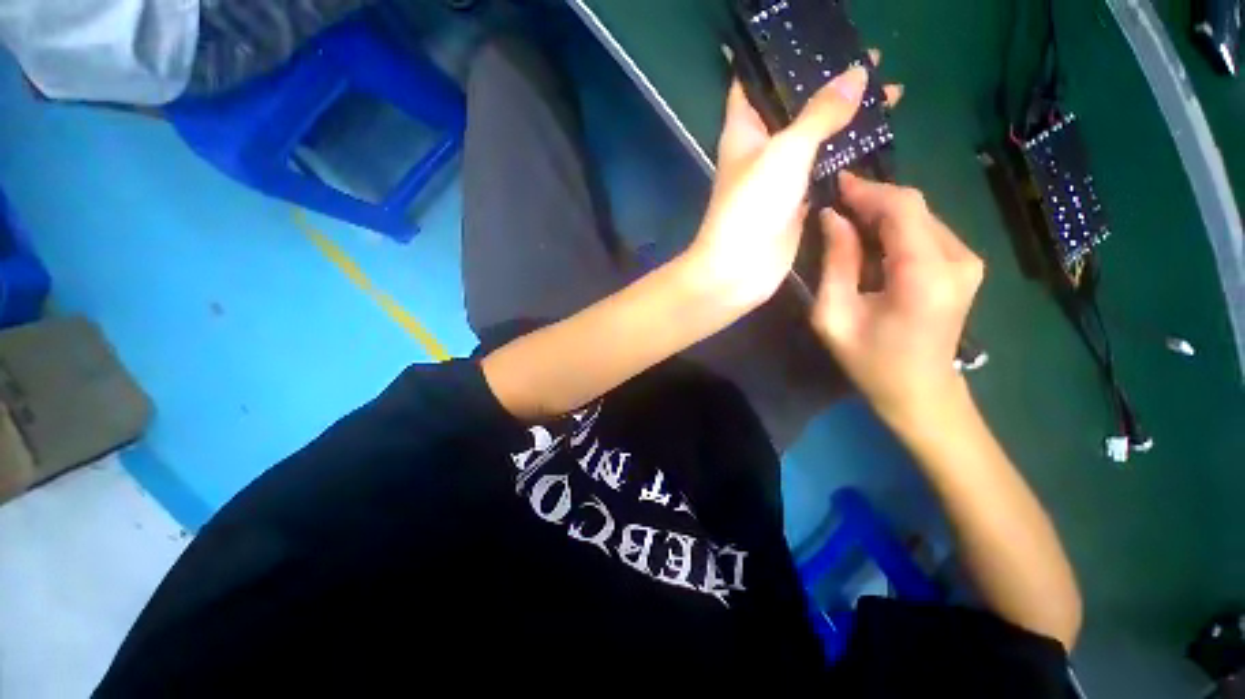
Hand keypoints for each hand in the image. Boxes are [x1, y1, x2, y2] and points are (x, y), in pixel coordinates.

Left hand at [685, 54, 901, 311]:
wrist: (739, 269)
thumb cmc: (752, 206)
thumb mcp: (786, 150)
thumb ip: (820, 113)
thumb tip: (857, 74)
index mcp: (744, 129)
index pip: (757, 81)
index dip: (783, 57)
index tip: (820, 37)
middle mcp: (760, 150)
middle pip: (795, 107)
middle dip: (829, 85)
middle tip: (874, 62)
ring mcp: (779, 178)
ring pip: (814, 139)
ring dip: (845, 120)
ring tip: (888, 95)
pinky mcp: (795, 202)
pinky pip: (823, 171)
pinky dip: (845, 156)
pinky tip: (875, 140)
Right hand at [812, 173, 984, 427]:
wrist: (920, 392)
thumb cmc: (870, 360)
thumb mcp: (836, 315)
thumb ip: (836, 262)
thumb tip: (833, 218)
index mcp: (924, 274)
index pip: (901, 208)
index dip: (868, 189)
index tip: (836, 181)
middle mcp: (957, 259)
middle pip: (913, 207)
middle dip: (872, 199)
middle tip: (835, 203)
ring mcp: (967, 262)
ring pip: (920, 217)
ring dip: (882, 214)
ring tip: (846, 221)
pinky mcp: (964, 267)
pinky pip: (926, 232)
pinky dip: (895, 229)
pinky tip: (870, 241)